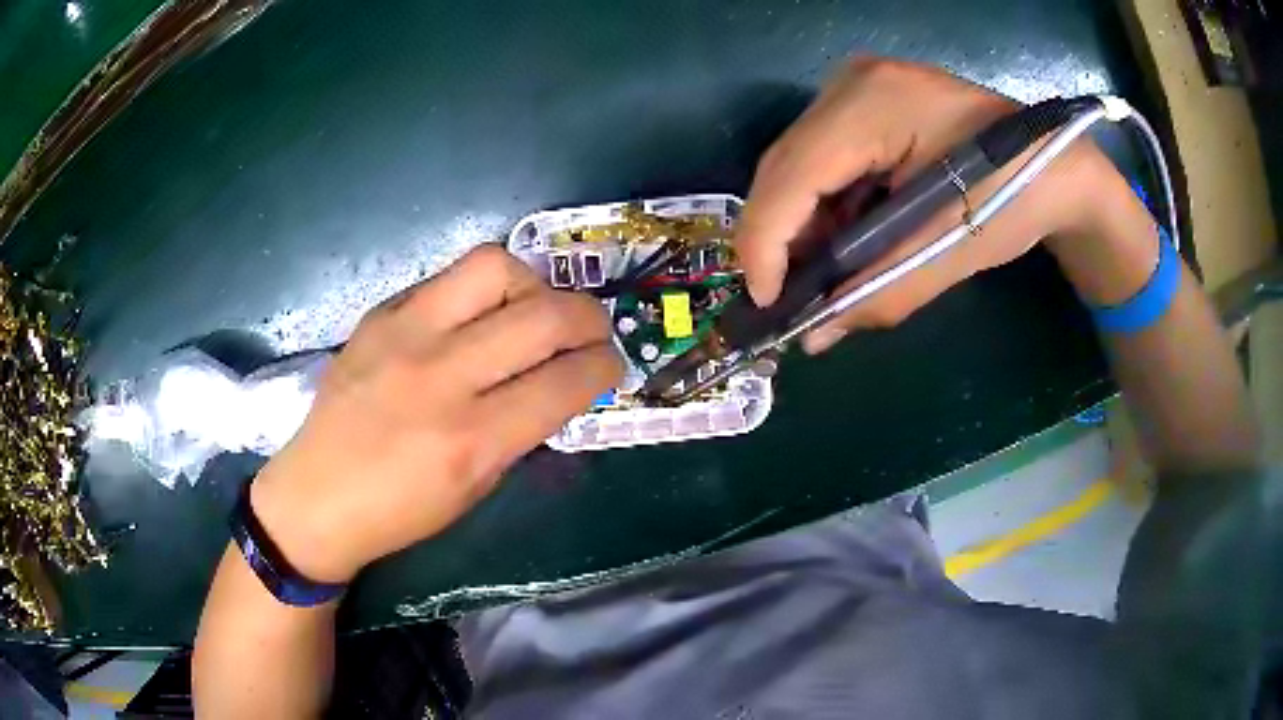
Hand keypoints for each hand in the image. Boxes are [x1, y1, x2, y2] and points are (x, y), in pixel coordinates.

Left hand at [248, 246, 623, 582]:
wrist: (315, 496)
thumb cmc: (400, 512)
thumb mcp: (476, 487)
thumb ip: (521, 430)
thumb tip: (559, 382)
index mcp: (470, 439)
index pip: (566, 380)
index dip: (605, 367)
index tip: (612, 365)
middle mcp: (440, 375)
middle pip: (544, 314)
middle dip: (589, 317)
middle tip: (591, 330)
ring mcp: (404, 333)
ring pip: (496, 267)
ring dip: (534, 285)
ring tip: (534, 309)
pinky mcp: (380, 313)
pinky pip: (449, 277)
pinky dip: (483, 290)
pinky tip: (480, 314)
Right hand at [736, 57, 1120, 352]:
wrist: (1057, 162)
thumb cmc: (1016, 198)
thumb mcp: (950, 252)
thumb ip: (878, 293)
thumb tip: (813, 335)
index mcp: (875, 105)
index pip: (792, 176)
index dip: (767, 244)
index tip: (767, 306)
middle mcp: (850, 82)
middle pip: (784, 167)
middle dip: (782, 237)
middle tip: (793, 297)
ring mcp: (855, 84)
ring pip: (797, 163)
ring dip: (803, 223)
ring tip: (826, 272)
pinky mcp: (864, 99)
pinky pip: (822, 156)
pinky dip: (825, 203)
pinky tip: (847, 235)